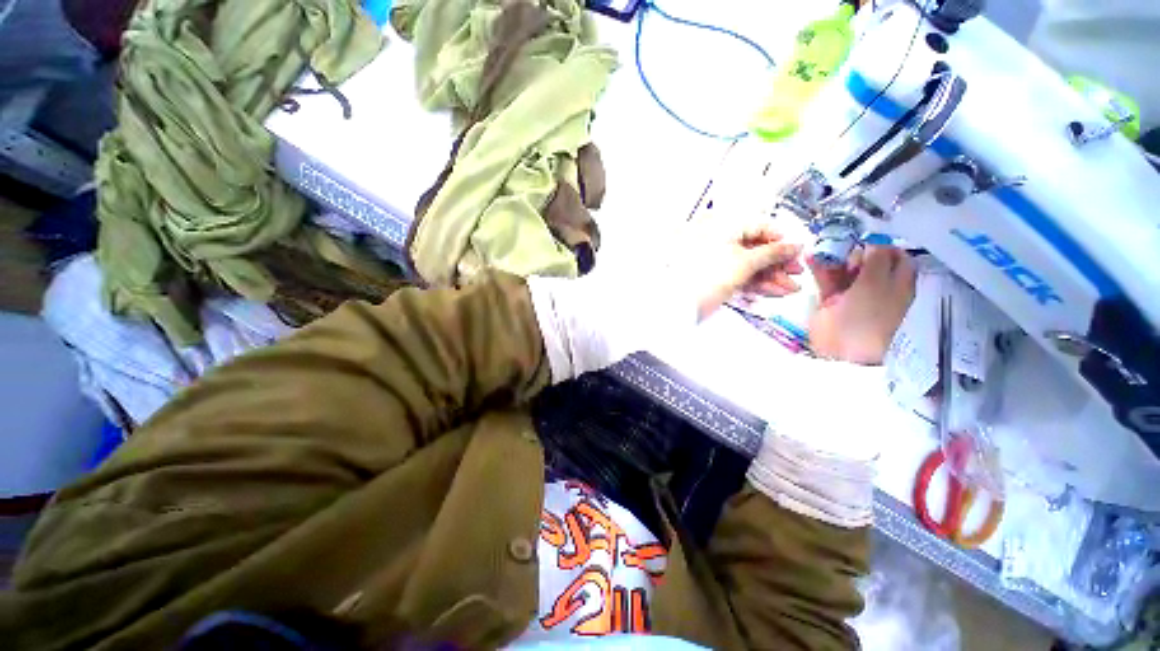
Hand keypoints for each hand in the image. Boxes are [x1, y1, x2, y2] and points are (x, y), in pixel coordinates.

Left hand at [690, 221, 804, 319]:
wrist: (681, 302)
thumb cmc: (706, 277)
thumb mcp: (745, 262)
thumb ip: (772, 253)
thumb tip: (792, 245)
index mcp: (723, 225)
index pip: (760, 226)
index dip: (780, 240)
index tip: (795, 252)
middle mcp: (718, 238)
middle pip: (755, 247)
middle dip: (777, 263)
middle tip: (794, 274)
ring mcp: (715, 258)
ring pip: (748, 264)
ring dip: (770, 276)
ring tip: (788, 288)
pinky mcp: (713, 275)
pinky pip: (738, 275)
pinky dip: (755, 283)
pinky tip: (773, 291)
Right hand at [808, 245, 915, 364]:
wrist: (843, 348)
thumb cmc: (868, 315)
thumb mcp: (877, 283)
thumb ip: (877, 259)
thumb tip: (874, 240)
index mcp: (897, 283)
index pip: (895, 256)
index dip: (882, 243)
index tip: (865, 234)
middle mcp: (877, 286)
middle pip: (868, 260)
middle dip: (854, 249)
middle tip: (841, 243)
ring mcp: (853, 293)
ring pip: (845, 269)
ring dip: (834, 257)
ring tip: (822, 245)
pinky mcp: (832, 300)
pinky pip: (827, 279)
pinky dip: (819, 269)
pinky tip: (811, 256)